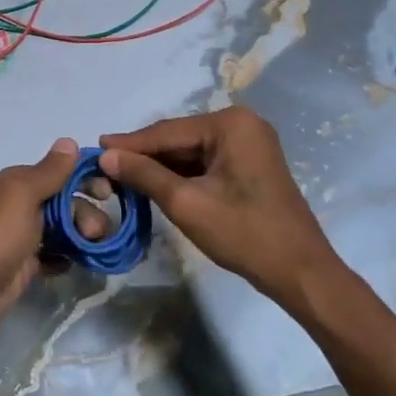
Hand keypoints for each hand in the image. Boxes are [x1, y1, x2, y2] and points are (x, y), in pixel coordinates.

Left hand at [0, 138, 102, 353]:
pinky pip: (55, 255)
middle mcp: (19, 205)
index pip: (59, 171)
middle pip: (65, 201)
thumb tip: (69, 141)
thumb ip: (48, 172)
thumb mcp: (22, 195)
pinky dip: (68, 257)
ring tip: (91, 250)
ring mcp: (22, 237)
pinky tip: (76, 265)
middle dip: (86, 212)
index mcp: (17, 183)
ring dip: (82, 236)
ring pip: (63, 229)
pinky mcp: (24, 266)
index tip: (109, 192)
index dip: (85, 178)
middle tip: (96, 233)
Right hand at [100, 108, 336, 303]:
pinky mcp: (250, 165)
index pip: (167, 131)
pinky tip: (154, 184)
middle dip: (144, 155)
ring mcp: (249, 144)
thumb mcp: (186, 203)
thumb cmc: (244, 234)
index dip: (129, 143)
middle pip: (179, 139)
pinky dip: (181, 175)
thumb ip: (144, 175)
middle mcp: (242, 124)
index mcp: (231, 124)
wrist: (300, 272)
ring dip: (160, 166)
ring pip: (191, 152)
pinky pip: (206, 163)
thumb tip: (106, 156)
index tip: (95, 148)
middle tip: (104, 165)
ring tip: (121, 176)